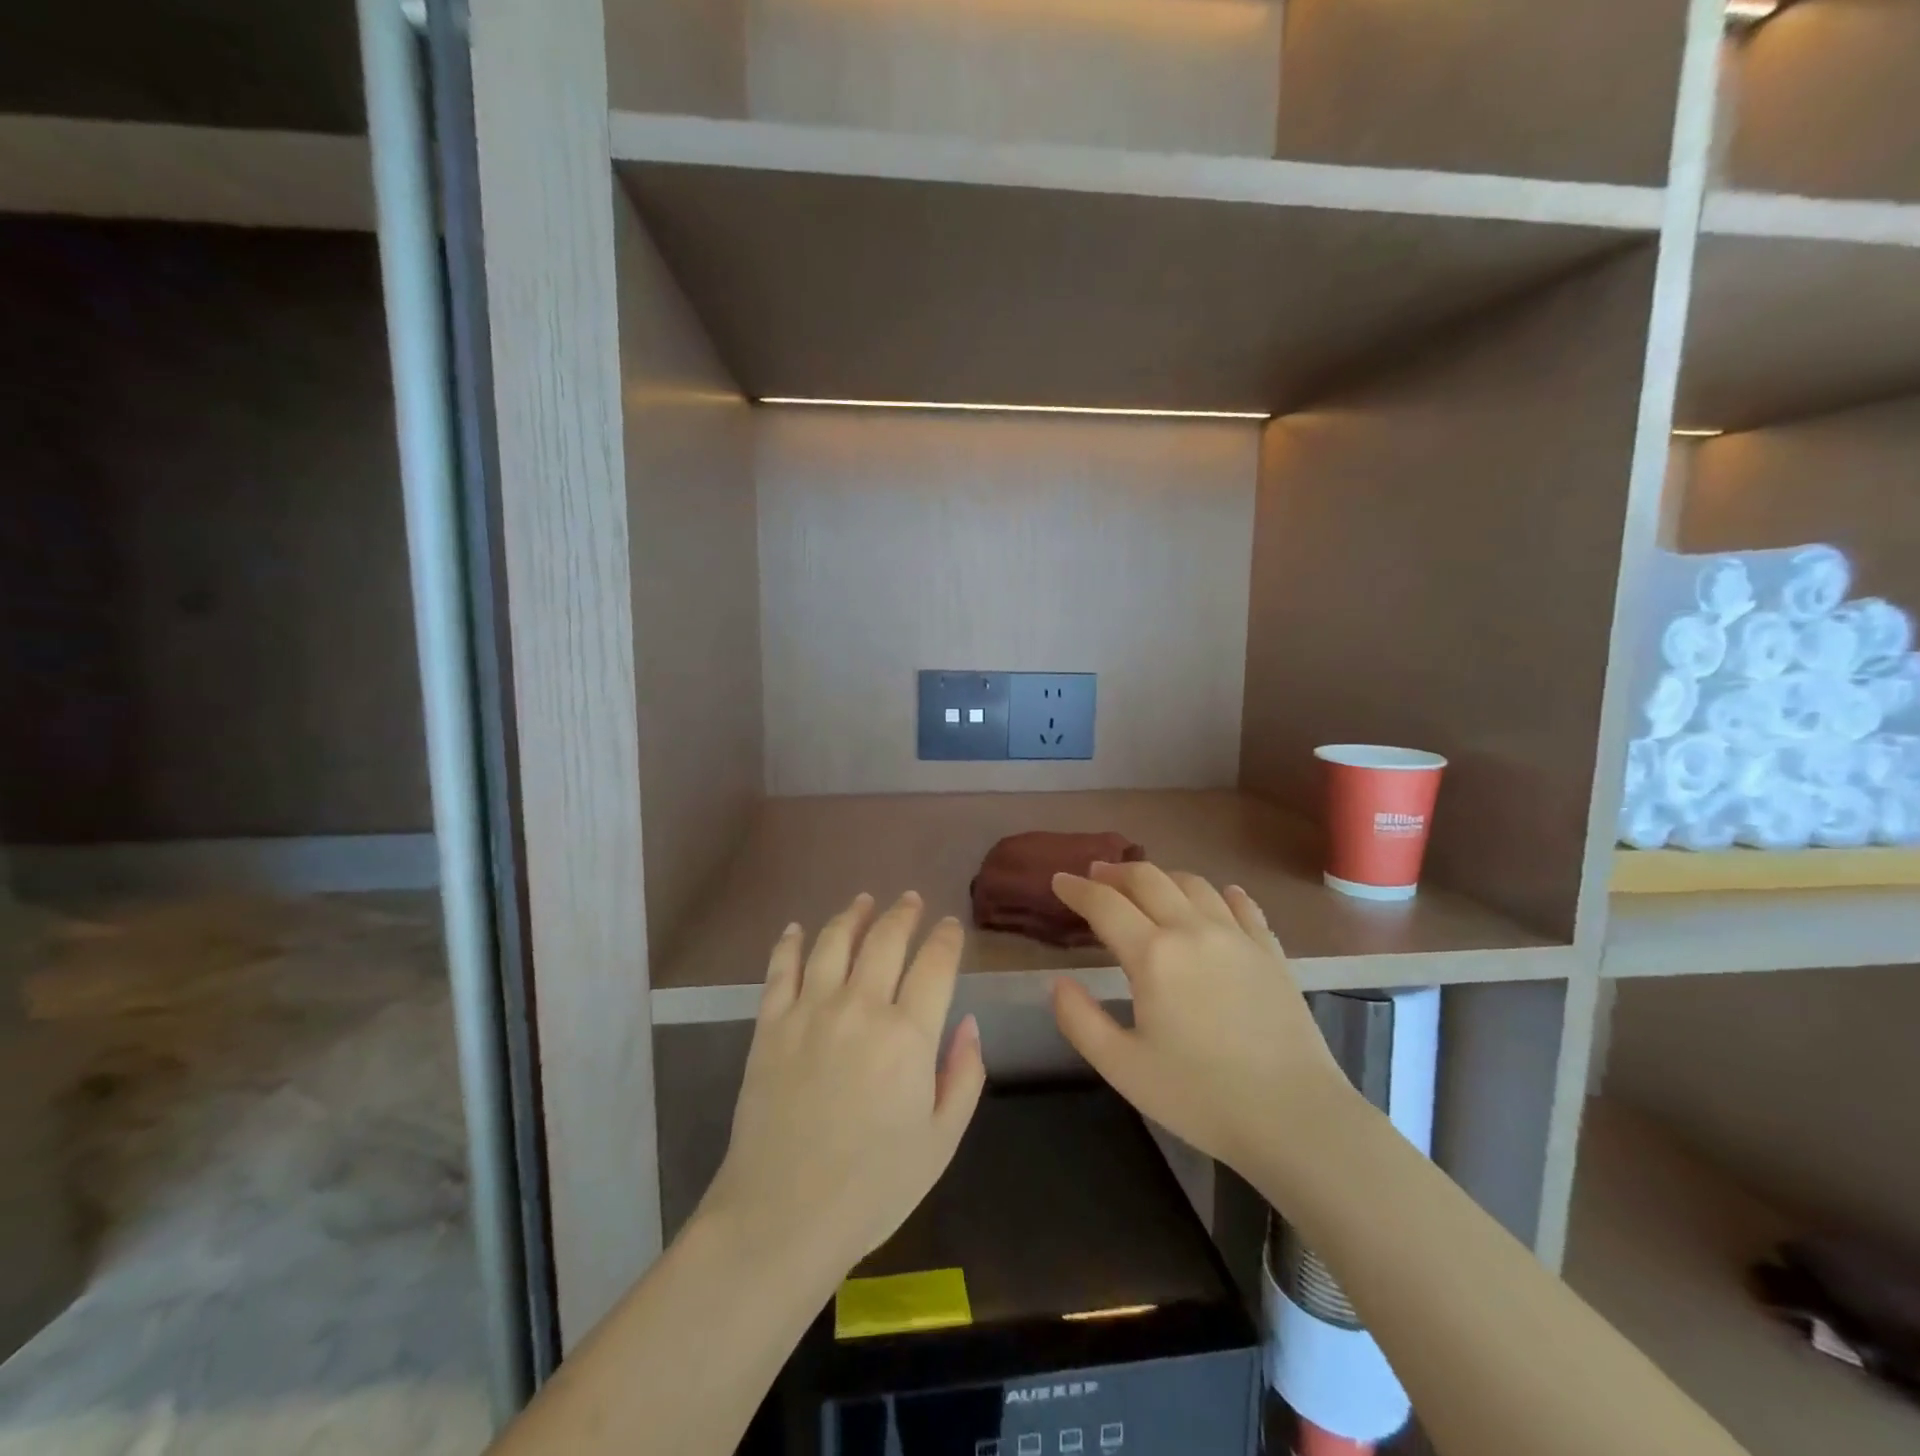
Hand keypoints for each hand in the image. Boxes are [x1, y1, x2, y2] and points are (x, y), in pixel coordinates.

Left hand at [699, 892, 986, 1279]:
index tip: (950, 927)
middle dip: (904, 914)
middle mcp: (860, 1008)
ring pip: (835, 942)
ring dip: (853, 915)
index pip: (935, 964)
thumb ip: (964, 1075)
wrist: (782, 1216)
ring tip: (864, 901)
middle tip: (911, 900)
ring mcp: (810, 1011)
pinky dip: (790, 943)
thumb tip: (970, 1023)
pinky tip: (796, 929)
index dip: (945, 939)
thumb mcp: (941, 1141)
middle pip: (886, 940)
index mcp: (908, 1035)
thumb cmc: (873, 1187)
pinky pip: (781, 969)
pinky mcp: (770, 1025)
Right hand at [1049, 863, 1350, 1177]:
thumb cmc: (1200, 1096)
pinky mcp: (1270, 951)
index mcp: (1152, 954)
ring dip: (1161, 876)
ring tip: (1147, 886)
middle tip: (1096, 875)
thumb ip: (1080, 1020)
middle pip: (1148, 879)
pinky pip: (1241, 905)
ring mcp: (1236, 936)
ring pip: (1193, 883)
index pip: (1104, 904)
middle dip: (1115, 872)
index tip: (1059, 880)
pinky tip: (1218, 896)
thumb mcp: (1122, 1067)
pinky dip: (1220, 893)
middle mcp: (1192, 930)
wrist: (1295, 1116)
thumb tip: (1059, 982)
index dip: (1076, 889)